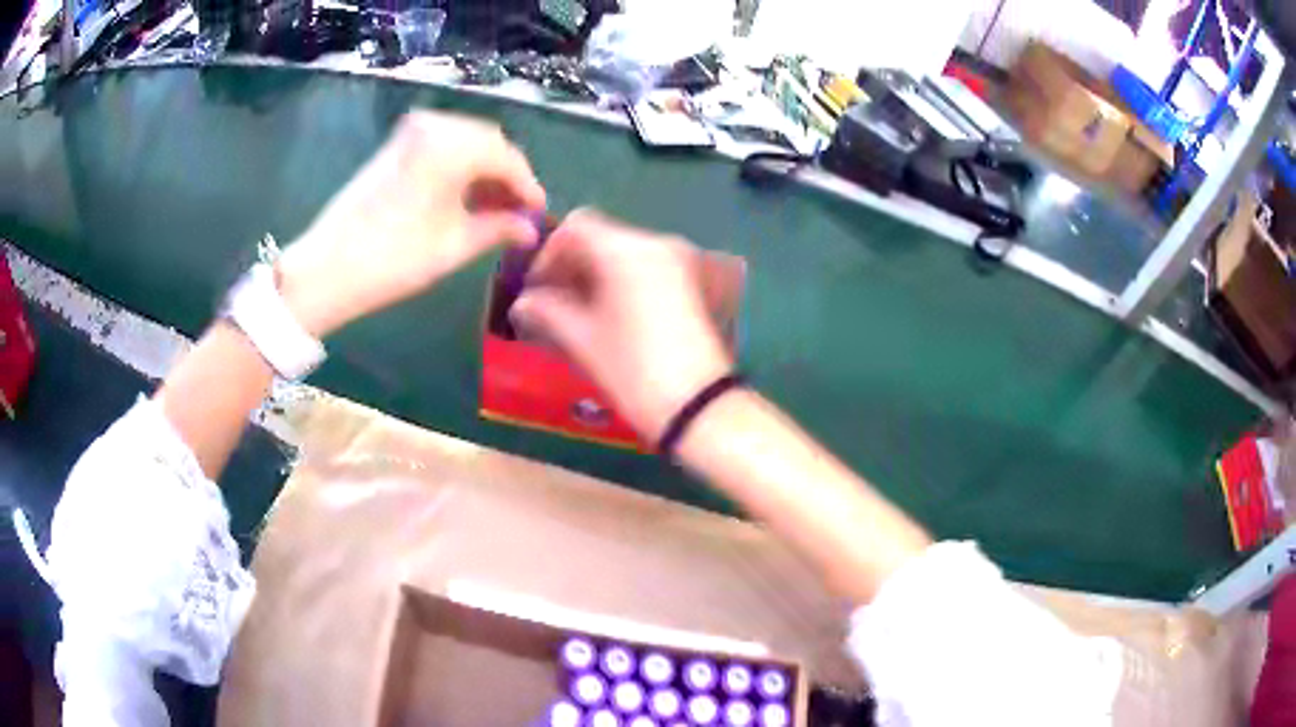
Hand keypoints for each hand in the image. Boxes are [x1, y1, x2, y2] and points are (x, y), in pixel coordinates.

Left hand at [276, 111, 545, 336]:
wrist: (325, 268)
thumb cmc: (393, 260)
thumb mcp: (453, 247)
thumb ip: (499, 229)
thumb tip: (530, 229)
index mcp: (451, 146)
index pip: (507, 158)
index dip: (528, 186)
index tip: (539, 214)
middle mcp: (433, 126)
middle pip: (488, 142)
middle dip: (506, 174)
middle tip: (517, 212)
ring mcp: (410, 132)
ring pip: (465, 141)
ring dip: (483, 169)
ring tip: (491, 207)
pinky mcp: (395, 144)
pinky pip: (441, 144)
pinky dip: (458, 165)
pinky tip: (462, 195)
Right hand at [511, 210, 732, 442]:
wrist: (697, 405)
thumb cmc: (632, 369)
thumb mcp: (582, 339)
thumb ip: (546, 310)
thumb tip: (522, 303)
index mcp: (626, 249)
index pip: (576, 227)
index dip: (548, 253)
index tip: (535, 289)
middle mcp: (657, 243)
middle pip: (602, 237)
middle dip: (572, 265)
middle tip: (550, 303)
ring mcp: (681, 261)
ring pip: (625, 253)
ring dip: (596, 274)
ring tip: (576, 313)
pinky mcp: (694, 282)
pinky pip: (647, 268)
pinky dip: (621, 281)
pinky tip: (608, 315)